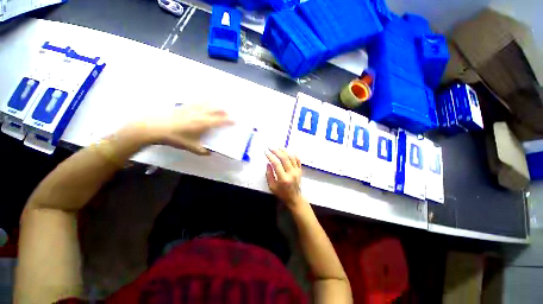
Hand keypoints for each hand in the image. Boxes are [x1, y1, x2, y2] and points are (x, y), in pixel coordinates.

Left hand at [141, 103, 232, 154]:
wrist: (155, 127)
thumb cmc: (175, 137)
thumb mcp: (190, 147)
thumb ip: (202, 151)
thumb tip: (210, 153)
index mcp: (204, 123)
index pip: (220, 120)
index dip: (229, 120)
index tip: (235, 120)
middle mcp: (200, 114)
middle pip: (215, 109)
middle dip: (223, 111)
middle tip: (228, 113)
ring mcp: (192, 108)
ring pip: (207, 103)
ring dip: (215, 104)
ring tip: (219, 105)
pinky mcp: (184, 106)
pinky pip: (197, 101)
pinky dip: (203, 101)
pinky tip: (204, 101)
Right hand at [265, 148, 304, 208]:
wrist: (294, 198)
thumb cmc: (281, 193)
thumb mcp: (272, 186)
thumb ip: (269, 175)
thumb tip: (268, 163)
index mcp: (283, 178)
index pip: (276, 164)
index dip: (271, 157)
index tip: (266, 152)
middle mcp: (291, 173)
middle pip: (284, 158)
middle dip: (276, 151)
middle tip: (271, 148)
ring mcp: (297, 171)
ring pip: (291, 157)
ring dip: (284, 151)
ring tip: (278, 148)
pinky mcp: (300, 170)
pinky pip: (297, 160)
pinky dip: (293, 155)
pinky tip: (288, 151)